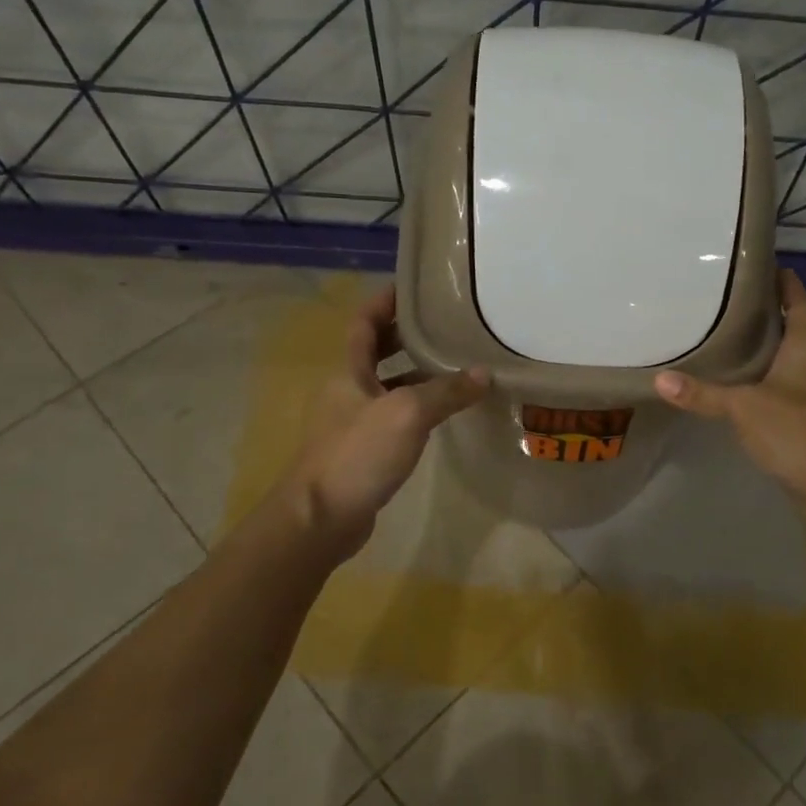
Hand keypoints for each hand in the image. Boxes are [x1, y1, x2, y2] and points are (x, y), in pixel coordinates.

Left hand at [279, 284, 488, 553]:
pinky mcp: (363, 452)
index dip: (385, 301)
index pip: (363, 322)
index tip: (414, 287)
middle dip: (405, 335)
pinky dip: (417, 409)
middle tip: (444, 324)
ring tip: (455, 364)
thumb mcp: (407, 414)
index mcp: (348, 371)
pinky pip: (394, 417)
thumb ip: (445, 392)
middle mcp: (347, 391)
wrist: (321, 518)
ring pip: (387, 386)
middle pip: (375, 352)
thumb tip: (484, 373)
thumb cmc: (357, 454)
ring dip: (416, 374)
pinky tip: (443, 414)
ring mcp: (353, 423)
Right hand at [654, 270, 805, 498]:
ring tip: (733, 344)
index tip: (767, 268)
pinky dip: (770, 384)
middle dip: (771, 318)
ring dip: (771, 353)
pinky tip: (746, 391)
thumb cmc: (798, 429)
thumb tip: (660, 379)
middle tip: (733, 306)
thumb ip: (704, 394)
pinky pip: (791, 391)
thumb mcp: (744, 407)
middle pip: (798, 331)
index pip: (801, 303)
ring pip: (794, 363)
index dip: (787, 284)